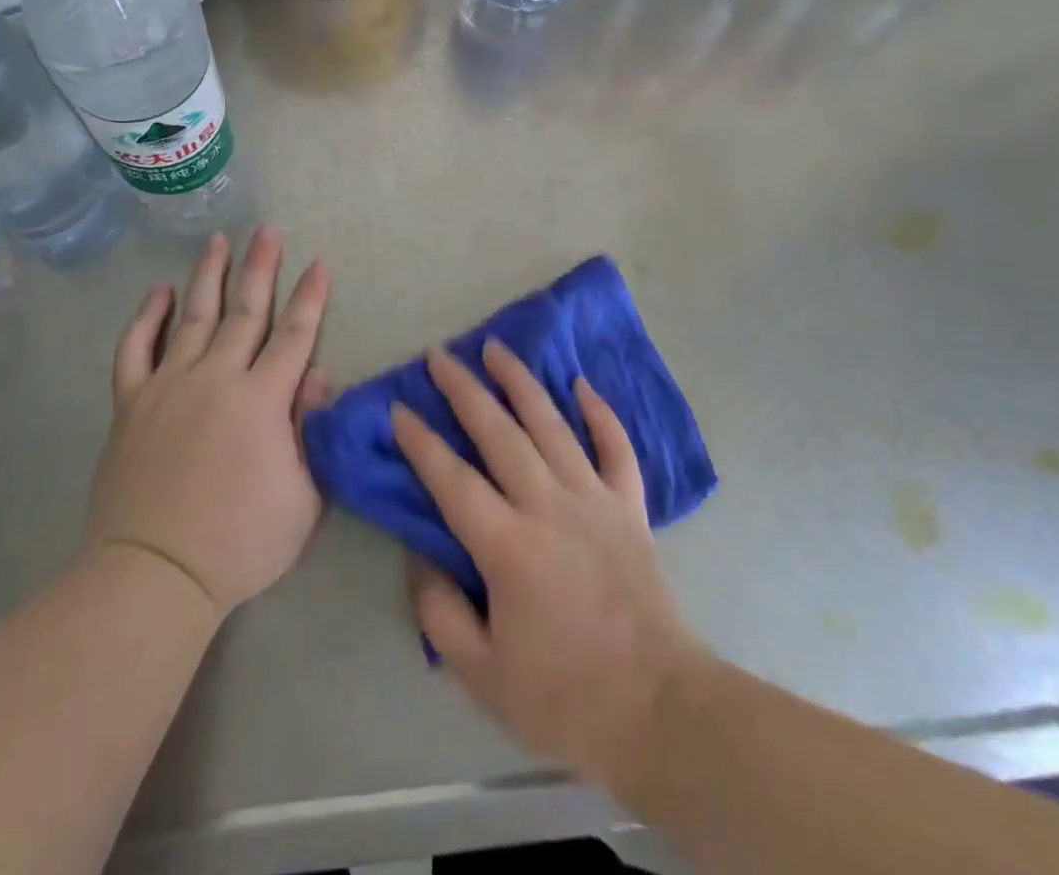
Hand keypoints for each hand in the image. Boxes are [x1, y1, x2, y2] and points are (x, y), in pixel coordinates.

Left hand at [87, 229, 329, 617]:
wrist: (155, 573)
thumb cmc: (241, 541)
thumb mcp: (303, 496)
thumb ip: (311, 430)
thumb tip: (317, 376)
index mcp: (263, 399)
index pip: (294, 335)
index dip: (310, 298)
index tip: (319, 263)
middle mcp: (217, 378)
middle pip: (245, 311)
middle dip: (261, 268)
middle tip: (268, 231)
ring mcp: (169, 385)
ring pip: (193, 317)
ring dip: (209, 276)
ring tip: (219, 241)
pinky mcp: (131, 403)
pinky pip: (135, 349)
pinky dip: (146, 317)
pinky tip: (158, 292)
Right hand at [392, 340, 699, 794]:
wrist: (660, 710)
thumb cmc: (565, 697)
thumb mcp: (482, 674)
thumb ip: (441, 612)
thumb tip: (421, 556)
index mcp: (508, 546)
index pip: (452, 480)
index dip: (421, 442)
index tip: (399, 408)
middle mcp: (549, 506)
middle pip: (499, 433)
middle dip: (465, 390)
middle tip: (439, 355)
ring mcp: (594, 499)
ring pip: (552, 424)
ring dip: (521, 382)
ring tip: (496, 347)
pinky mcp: (630, 507)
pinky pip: (616, 447)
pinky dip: (600, 413)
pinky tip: (582, 384)